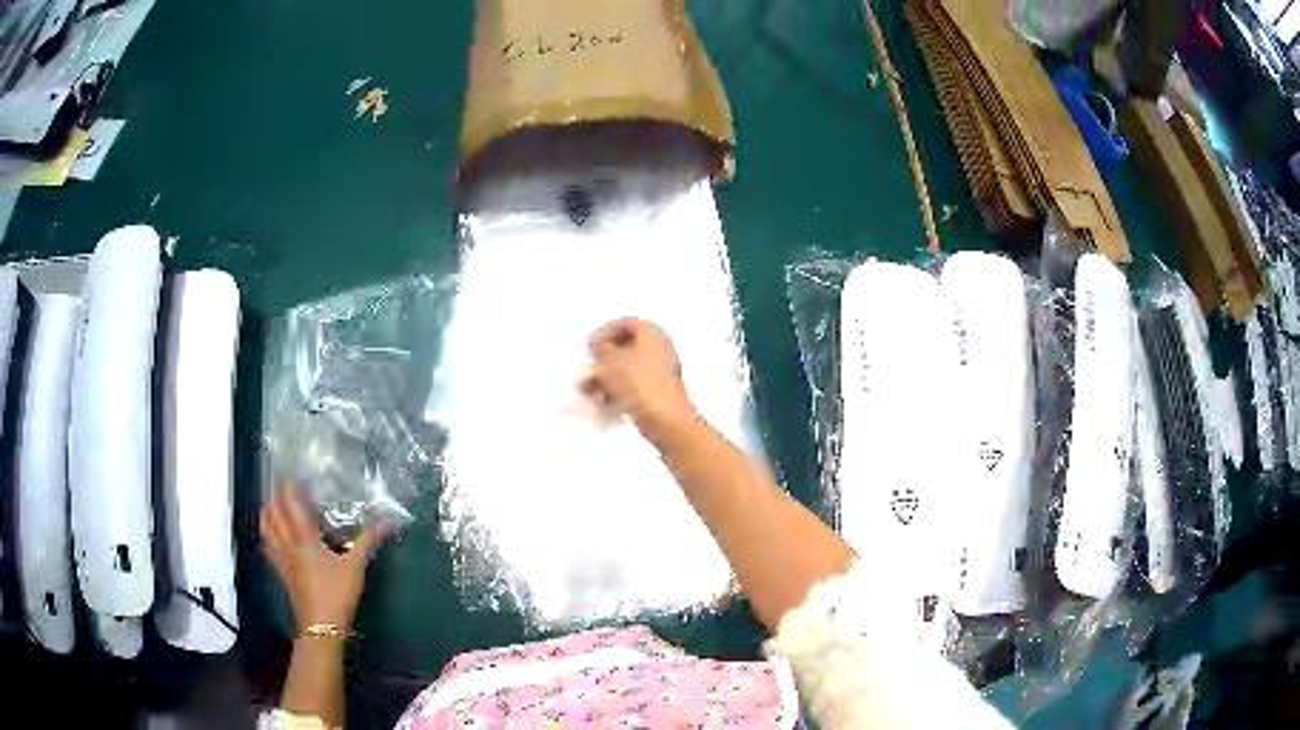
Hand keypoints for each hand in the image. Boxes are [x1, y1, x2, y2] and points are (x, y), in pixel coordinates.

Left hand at [260, 481, 388, 630]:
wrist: (321, 626)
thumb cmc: (337, 594)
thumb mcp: (355, 567)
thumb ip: (366, 542)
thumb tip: (385, 524)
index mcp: (305, 538)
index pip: (290, 504)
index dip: (289, 488)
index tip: (296, 478)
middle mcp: (288, 543)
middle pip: (273, 512)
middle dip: (277, 496)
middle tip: (287, 489)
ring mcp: (281, 558)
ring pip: (266, 527)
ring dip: (269, 513)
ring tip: (277, 507)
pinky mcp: (281, 572)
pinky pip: (268, 546)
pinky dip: (268, 535)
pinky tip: (274, 536)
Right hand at [582, 318, 700, 443]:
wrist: (664, 419)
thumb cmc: (638, 383)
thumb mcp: (610, 360)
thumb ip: (600, 349)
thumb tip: (600, 348)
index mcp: (651, 331)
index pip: (623, 324)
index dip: (603, 333)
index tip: (589, 347)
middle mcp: (660, 347)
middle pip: (626, 347)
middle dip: (604, 359)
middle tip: (590, 368)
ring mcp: (662, 370)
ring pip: (628, 369)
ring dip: (607, 377)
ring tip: (590, 390)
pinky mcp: (660, 391)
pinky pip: (634, 386)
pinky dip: (618, 391)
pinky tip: (604, 403)